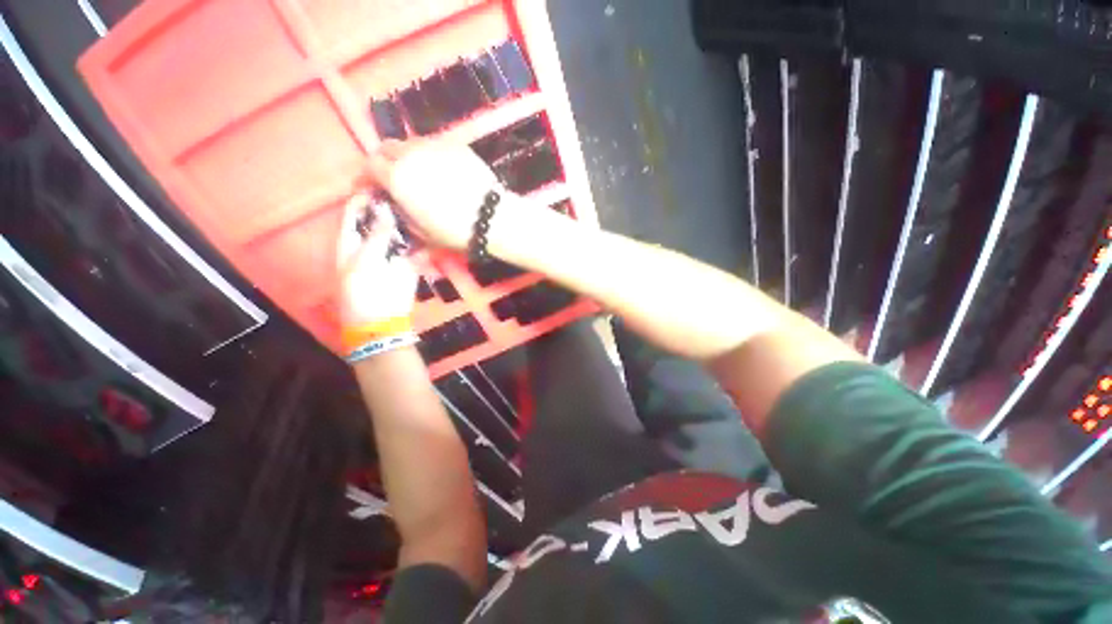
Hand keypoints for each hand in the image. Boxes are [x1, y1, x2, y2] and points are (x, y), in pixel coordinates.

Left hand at [336, 192, 417, 329]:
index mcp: (351, 241)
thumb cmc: (361, 292)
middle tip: (406, 190)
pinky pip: (417, 247)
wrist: (382, 319)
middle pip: (380, 219)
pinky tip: (430, 226)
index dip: (364, 198)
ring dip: (409, 220)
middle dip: (391, 206)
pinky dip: (423, 238)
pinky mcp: (410, 263)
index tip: (379, 182)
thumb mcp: (363, 262)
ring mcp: (393, 252)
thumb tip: (386, 212)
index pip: (355, 213)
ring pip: (400, 231)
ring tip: (420, 204)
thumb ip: (376, 237)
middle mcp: (372, 242)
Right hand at [366, 139, 500, 250]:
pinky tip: (443, 170)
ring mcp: (434, 145)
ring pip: (412, 143)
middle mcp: (410, 154)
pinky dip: (431, 155)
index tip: (373, 186)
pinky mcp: (455, 145)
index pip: (370, 165)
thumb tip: (396, 201)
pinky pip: (435, 145)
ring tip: (421, 172)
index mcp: (397, 177)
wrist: (492, 218)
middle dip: (386, 160)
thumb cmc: (455, 231)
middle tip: (395, 176)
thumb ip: (402, 211)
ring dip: (409, 155)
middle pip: (388, 147)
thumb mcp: (421, 231)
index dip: (368, 176)